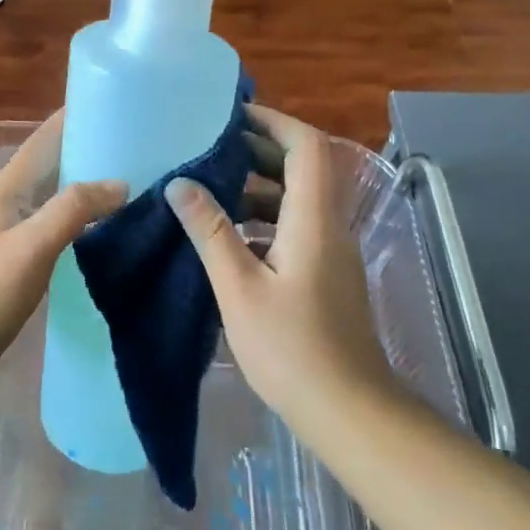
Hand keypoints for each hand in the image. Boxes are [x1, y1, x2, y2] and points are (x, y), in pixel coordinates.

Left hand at [0, 113, 125, 399]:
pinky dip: (80, 224)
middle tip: (138, 150)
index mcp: (6, 190)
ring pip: (54, 200)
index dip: (74, 118)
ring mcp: (10, 236)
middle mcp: (6, 205)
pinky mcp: (16, 265)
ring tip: (132, 187)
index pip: (43, 140)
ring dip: (86, 190)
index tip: (115, 105)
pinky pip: (55, 231)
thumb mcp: (33, 245)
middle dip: (88, 153)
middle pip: (51, 168)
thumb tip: (120, 183)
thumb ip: (74, 209)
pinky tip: (105, 235)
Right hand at [166, 106, 395, 427]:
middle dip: (259, 150)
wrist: (350, 413)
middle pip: (304, 168)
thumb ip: (210, 232)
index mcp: (313, 220)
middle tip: (210, 148)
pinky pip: (295, 227)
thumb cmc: (292, 349)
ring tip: (208, 186)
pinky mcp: (325, 276)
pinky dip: (262, 218)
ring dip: (258, 185)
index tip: (232, 115)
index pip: (307, 147)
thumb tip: (179, 183)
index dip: (274, 122)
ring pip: (297, 200)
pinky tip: (227, 236)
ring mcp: (330, 253)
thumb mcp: (239, 288)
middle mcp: (329, 227)